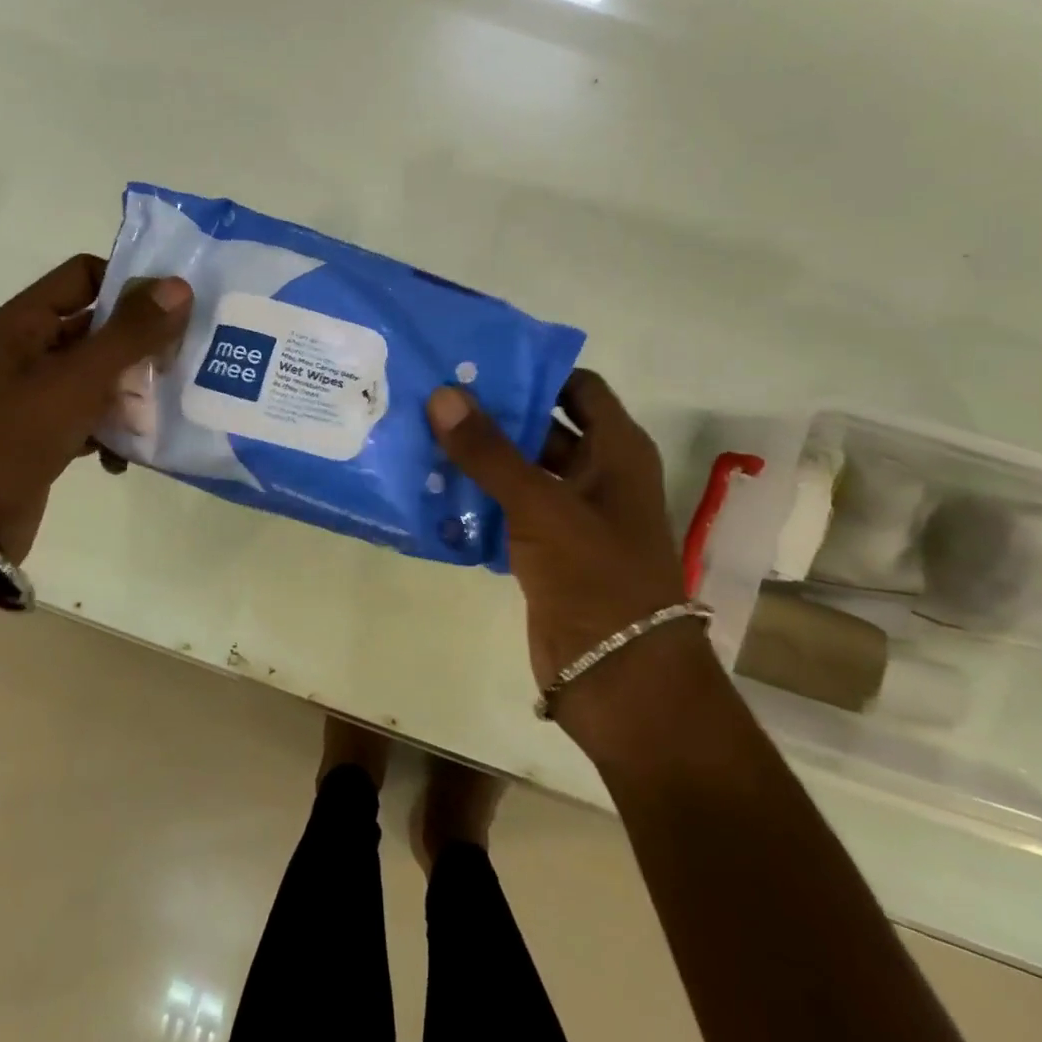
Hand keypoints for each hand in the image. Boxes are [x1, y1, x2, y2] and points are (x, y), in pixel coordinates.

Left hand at [0, 254, 192, 563]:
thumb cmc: (18, 431)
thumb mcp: (80, 377)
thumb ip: (132, 332)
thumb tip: (180, 285)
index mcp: (25, 321)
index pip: (85, 274)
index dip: (129, 282)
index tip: (173, 308)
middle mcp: (29, 349)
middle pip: (99, 326)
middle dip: (141, 344)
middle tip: (180, 360)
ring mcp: (37, 392)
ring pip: (100, 374)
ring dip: (132, 391)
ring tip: (164, 408)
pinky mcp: (45, 431)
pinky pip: (91, 415)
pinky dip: (112, 430)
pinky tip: (126, 455)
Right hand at [426, 371, 704, 748]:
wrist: (619, 680)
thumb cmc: (595, 577)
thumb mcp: (541, 506)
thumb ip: (489, 451)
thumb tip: (442, 394)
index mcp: (616, 450)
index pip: (577, 388)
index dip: (534, 371)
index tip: (479, 362)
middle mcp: (597, 474)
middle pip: (542, 426)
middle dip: (494, 413)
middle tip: (435, 394)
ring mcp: (571, 514)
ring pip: (520, 470)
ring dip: (480, 457)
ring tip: (422, 433)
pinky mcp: (546, 549)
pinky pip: (507, 509)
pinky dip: (477, 498)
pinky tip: (431, 488)